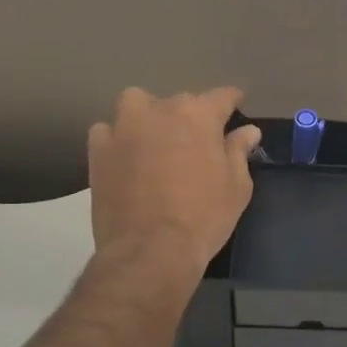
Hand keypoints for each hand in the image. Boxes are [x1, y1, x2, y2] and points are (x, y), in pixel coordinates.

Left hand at [87, 87, 262, 277]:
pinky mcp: (99, 151)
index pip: (221, 96)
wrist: (150, 250)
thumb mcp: (236, 187)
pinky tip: (125, 156)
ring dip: (148, 114)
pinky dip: (117, 138)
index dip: (231, 99)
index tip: (236, 103)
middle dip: (191, 115)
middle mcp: (160, 111)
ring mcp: (124, 128)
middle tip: (197, 141)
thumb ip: (238, 152)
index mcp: (198, 116)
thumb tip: (248, 131)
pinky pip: (106, 131)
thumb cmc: (204, 218)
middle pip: (180, 101)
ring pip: (136, 103)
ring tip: (155, 138)